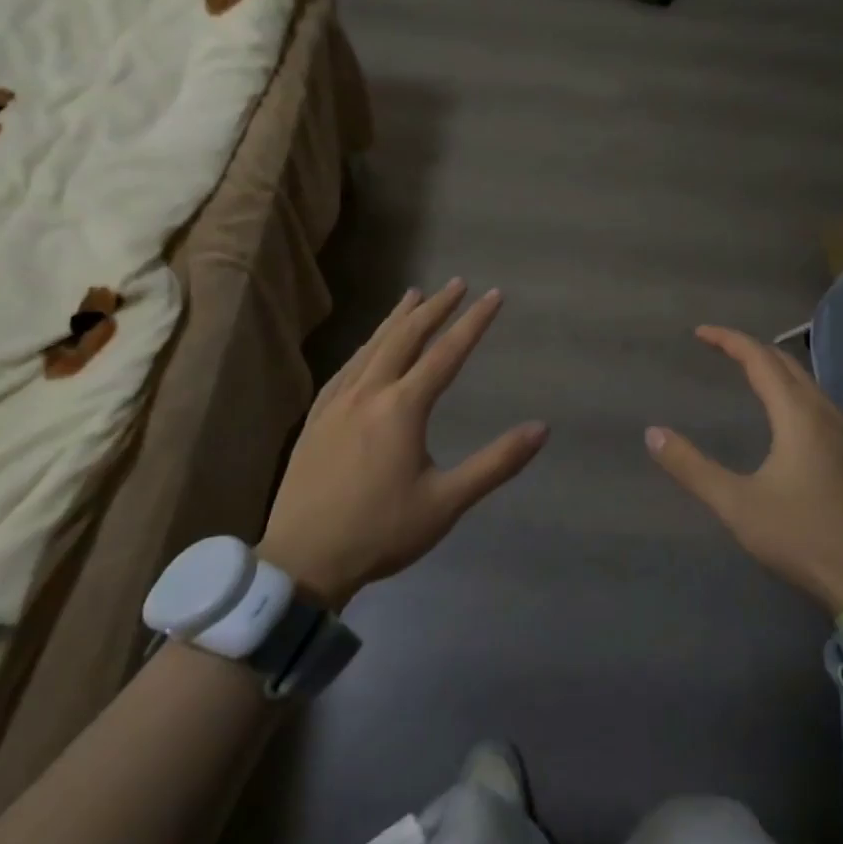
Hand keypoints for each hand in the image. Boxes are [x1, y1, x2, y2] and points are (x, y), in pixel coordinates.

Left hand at [258, 279, 546, 608]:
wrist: (301, 560)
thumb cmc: (381, 532)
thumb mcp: (447, 502)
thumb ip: (496, 463)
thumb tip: (541, 428)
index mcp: (402, 408)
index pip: (446, 353)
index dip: (473, 322)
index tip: (493, 295)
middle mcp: (369, 393)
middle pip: (406, 337)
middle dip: (434, 308)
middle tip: (456, 283)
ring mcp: (337, 403)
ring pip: (372, 347)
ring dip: (397, 319)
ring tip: (413, 295)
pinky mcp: (317, 418)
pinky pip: (347, 368)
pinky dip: (366, 347)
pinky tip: (368, 348)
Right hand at [646, 325, 842, 615]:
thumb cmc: (802, 537)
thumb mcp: (737, 505)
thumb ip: (693, 468)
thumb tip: (653, 434)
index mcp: (798, 416)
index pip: (760, 359)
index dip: (729, 340)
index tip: (699, 333)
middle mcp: (825, 414)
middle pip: (786, 364)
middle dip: (751, 349)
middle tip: (718, 348)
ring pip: (807, 383)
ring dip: (775, 369)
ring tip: (747, 372)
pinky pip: (818, 403)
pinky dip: (792, 390)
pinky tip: (784, 415)